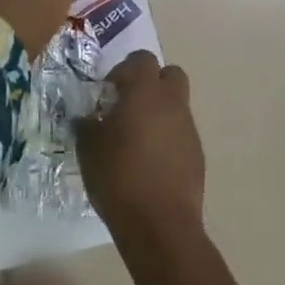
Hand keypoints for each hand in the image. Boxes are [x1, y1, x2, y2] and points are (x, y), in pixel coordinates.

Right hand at [75, 51, 204, 238]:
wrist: (160, 225)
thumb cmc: (118, 176)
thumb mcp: (88, 146)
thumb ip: (87, 123)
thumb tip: (88, 117)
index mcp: (146, 92)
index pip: (141, 59)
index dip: (123, 70)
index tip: (107, 92)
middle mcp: (172, 103)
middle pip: (169, 74)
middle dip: (150, 83)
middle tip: (126, 105)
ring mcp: (189, 130)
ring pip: (176, 105)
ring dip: (158, 112)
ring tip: (135, 140)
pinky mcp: (197, 156)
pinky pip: (181, 133)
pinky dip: (167, 138)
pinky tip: (149, 163)